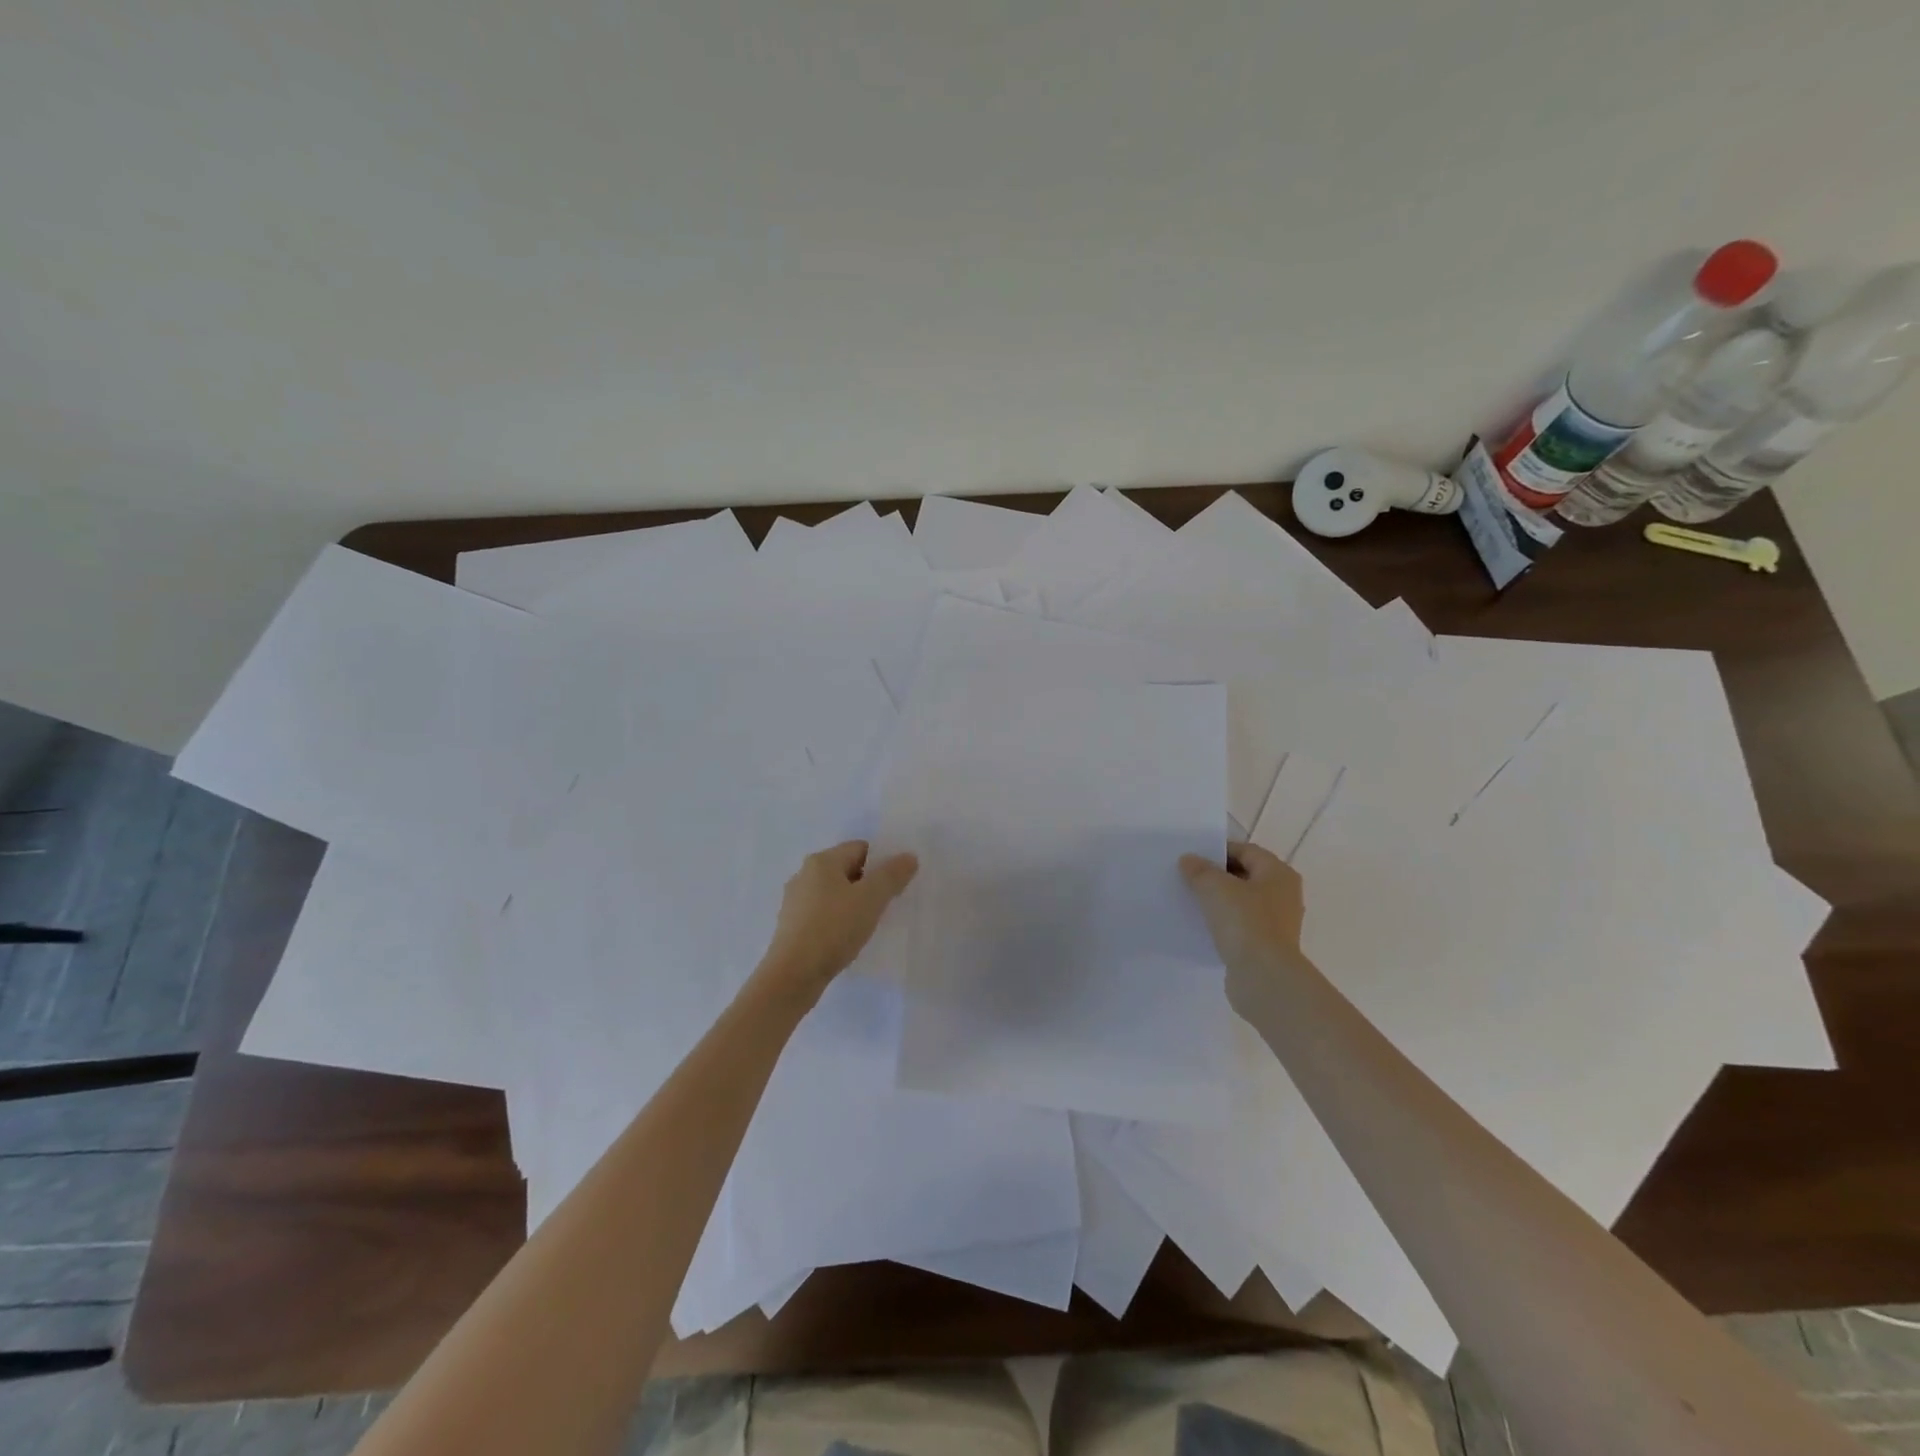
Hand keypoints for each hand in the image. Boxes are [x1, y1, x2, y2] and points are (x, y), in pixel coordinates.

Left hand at [759, 840, 918, 998]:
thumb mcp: (871, 899)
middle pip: (847, 870)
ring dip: (854, 904)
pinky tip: (847, 939)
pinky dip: (838, 921)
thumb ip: (892, 875)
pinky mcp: (792, 926)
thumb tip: (908, 857)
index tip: (895, 886)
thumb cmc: (833, 929)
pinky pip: (823, 914)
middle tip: (886, 906)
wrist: (793, 975)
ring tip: (869, 925)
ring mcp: (795, 901)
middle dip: (869, 885)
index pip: (860, 848)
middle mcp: (804, 875)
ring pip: (835, 894)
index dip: (882, 863)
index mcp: (821, 861)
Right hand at [1180, 841, 1305, 1009]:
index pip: (1246, 851)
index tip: (1192, 858)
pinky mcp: (1267, 947)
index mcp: (1279, 874)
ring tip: (1191, 902)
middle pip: (1245, 876)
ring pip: (1242, 903)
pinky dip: (1223, 924)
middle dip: (1217, 876)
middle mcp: (1284, 895)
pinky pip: (1241, 927)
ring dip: (1219, 902)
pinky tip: (1202, 927)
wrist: (1263, 977)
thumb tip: (1189, 860)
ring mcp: (1278, 924)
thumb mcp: (1215, 887)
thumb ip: (1200, 870)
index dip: (1218, 851)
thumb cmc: (1244, 922)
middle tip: (1188, 878)